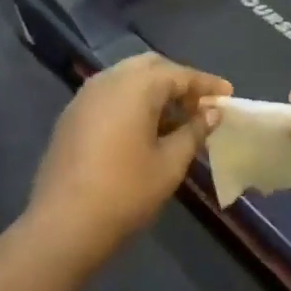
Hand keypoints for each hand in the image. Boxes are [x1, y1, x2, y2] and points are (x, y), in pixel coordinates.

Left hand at [26, 53, 231, 267]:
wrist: (63, 224)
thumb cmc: (125, 192)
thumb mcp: (170, 163)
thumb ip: (194, 131)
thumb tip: (212, 113)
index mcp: (136, 86)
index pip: (179, 74)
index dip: (206, 84)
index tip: (228, 95)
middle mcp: (108, 80)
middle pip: (151, 67)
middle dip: (178, 81)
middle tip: (200, 105)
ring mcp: (85, 96)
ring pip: (127, 78)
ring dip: (153, 90)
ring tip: (176, 118)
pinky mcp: (71, 116)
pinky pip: (109, 95)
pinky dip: (131, 101)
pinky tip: (144, 128)